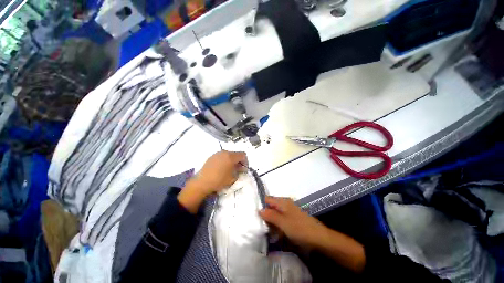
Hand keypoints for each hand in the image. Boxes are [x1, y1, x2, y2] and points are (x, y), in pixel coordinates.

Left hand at [178, 150, 246, 212]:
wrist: (202, 182)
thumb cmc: (219, 180)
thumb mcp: (232, 177)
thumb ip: (239, 171)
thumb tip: (242, 168)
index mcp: (231, 156)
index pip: (243, 155)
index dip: (246, 161)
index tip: (244, 168)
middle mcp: (224, 152)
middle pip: (236, 154)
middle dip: (238, 161)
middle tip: (238, 169)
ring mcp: (217, 153)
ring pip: (228, 154)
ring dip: (232, 160)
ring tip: (230, 169)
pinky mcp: (212, 156)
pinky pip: (222, 156)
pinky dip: (225, 160)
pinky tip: (222, 168)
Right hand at [259, 196, 325, 248]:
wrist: (319, 237)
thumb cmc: (299, 228)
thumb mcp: (282, 222)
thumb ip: (270, 215)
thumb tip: (259, 209)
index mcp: (282, 201)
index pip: (267, 199)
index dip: (261, 205)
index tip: (254, 214)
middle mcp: (285, 204)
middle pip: (271, 206)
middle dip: (265, 215)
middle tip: (260, 225)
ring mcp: (290, 211)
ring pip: (276, 214)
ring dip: (271, 221)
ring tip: (266, 230)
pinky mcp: (293, 219)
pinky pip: (281, 219)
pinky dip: (277, 224)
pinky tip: (276, 232)